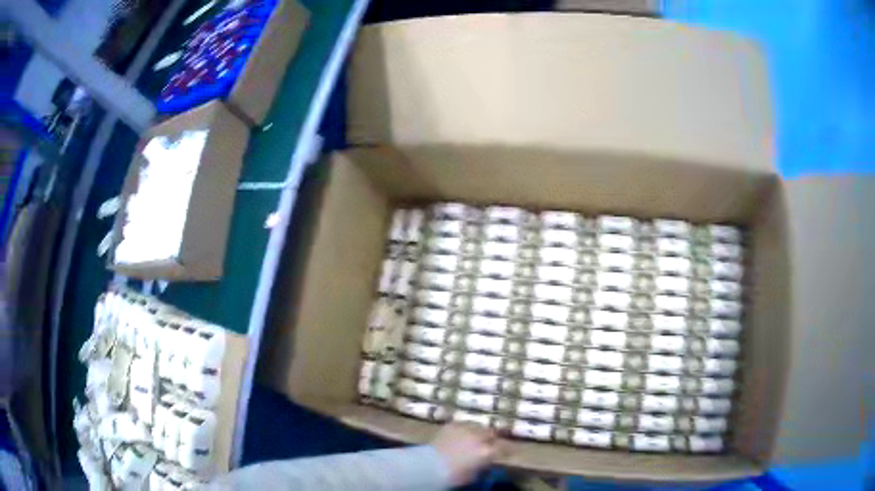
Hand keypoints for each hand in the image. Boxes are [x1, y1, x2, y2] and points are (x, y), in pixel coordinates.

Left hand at [430, 423, 503, 485]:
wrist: (430, 466)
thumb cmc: (453, 475)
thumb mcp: (473, 475)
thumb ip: (481, 466)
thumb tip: (482, 462)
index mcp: (487, 451)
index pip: (500, 448)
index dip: (496, 451)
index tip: (493, 454)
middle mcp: (479, 437)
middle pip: (490, 433)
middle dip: (488, 438)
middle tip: (482, 444)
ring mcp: (466, 428)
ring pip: (477, 426)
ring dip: (476, 432)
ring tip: (470, 438)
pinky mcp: (452, 425)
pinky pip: (462, 424)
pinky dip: (462, 429)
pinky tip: (457, 435)